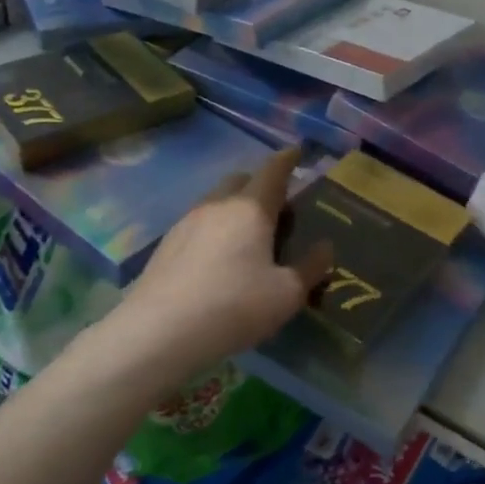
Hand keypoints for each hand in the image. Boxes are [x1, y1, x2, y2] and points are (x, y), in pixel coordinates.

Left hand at [109, 146, 335, 384]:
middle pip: (240, 181)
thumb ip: (310, 268)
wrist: (159, 332)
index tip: (297, 151)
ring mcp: (186, 223)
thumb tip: (325, 247)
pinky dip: (215, 230)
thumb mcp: (286, 294)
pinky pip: (198, 224)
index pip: (273, 171)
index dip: (288, 159)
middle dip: (260, 185)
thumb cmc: (234, 306)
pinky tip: (218, 260)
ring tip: (248, 238)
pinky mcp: (166, 245)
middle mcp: (217, 205)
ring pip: (216, 201)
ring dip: (235, 208)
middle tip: (277, 209)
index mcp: (251, 208)